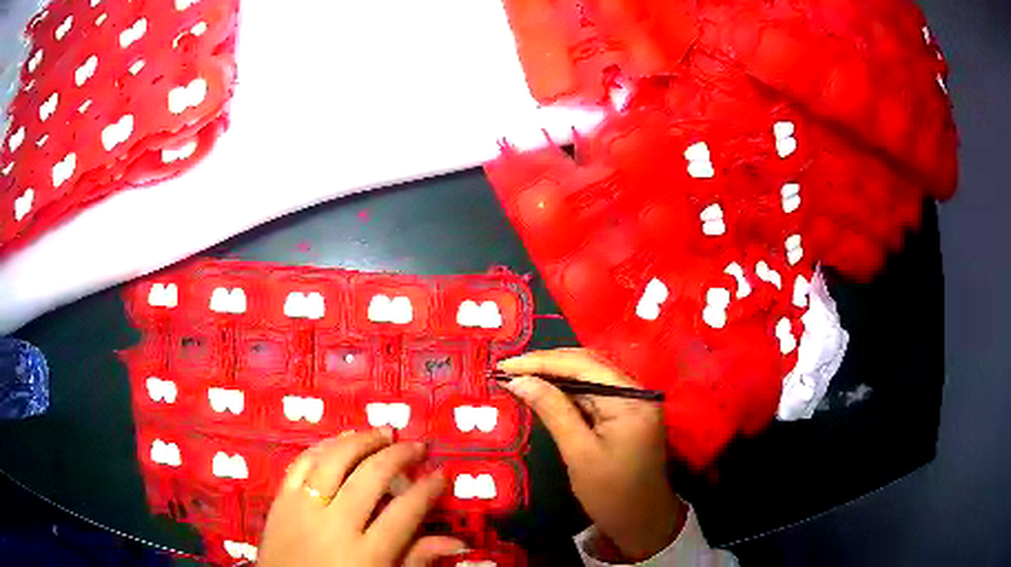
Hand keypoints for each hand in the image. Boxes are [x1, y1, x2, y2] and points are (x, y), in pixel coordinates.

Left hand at [258, 430, 467, 566]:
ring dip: (362, 441)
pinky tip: (340, 442)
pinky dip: (323, 447)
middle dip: (400, 456)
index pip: (405, 512)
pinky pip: (301, 463)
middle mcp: (335, 524)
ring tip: (383, 433)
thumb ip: (415, 560)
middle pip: (371, 476)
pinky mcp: (280, 500)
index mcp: (366, 554)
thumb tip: (455, 542)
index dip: (428, 489)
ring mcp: (304, 508)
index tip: (441, 474)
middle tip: (417, 446)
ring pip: (334, 460)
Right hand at [499, 348, 684, 560]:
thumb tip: (519, 380)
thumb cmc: (612, 493)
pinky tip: (542, 392)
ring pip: (588, 377)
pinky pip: (592, 394)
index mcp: (632, 398)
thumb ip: (552, 411)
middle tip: (507, 367)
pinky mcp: (624, 414)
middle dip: (546, 364)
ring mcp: (632, 401)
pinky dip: (565, 392)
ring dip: (553, 376)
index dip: (542, 361)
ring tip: (518, 375)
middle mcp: (636, 391)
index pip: (583, 365)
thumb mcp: (579, 453)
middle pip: (587, 365)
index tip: (505, 364)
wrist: (643, 522)